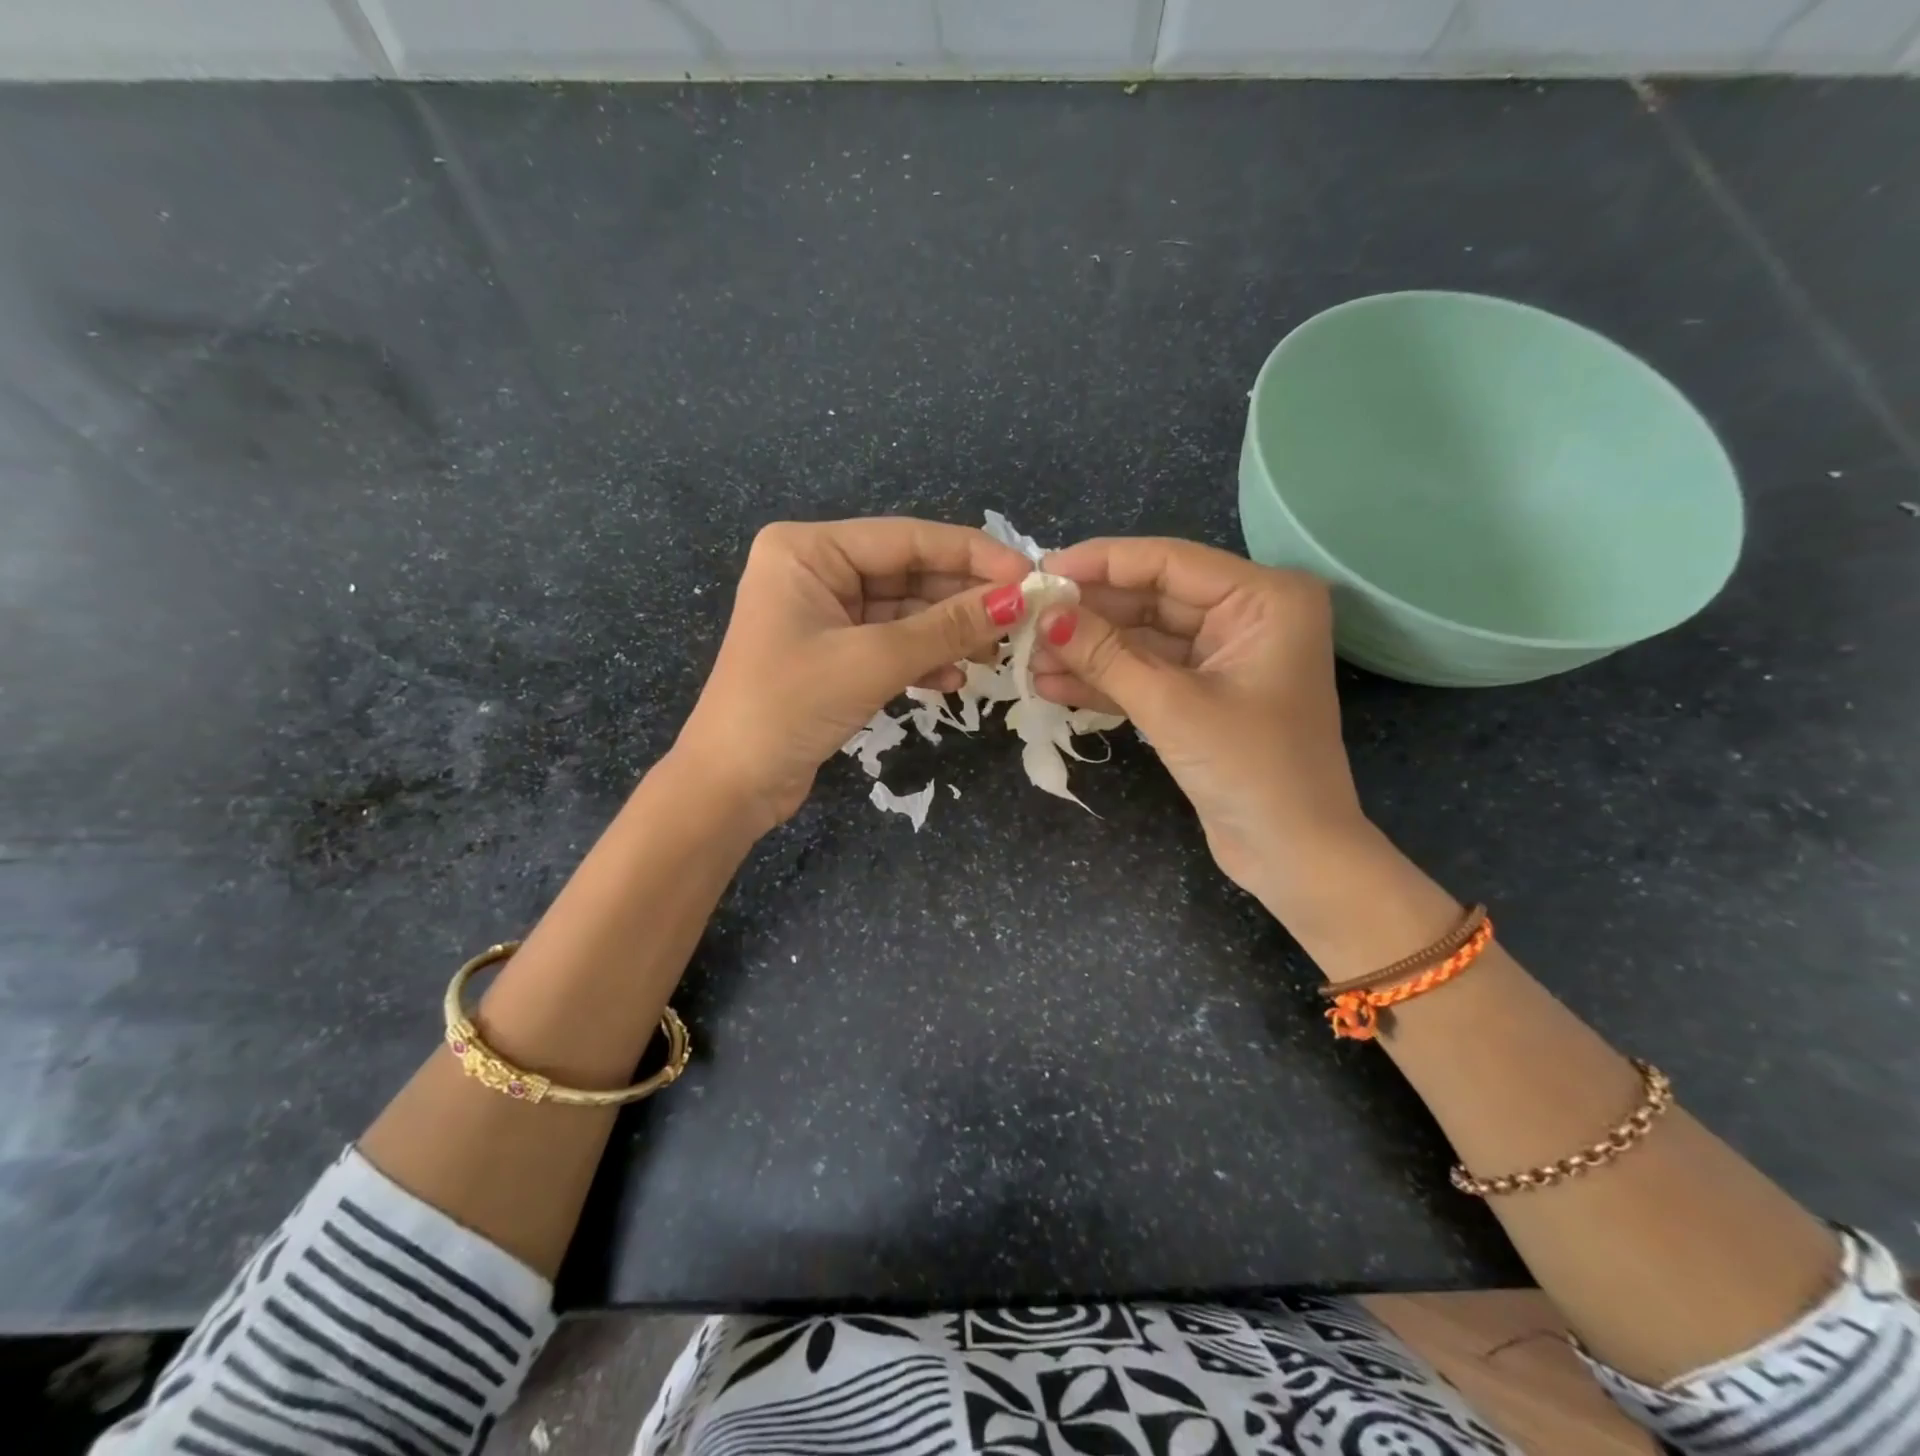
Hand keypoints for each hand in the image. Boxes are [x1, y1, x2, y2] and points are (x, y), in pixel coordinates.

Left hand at [673, 518, 1031, 831]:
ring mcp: (824, 614)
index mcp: (808, 550)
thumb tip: (1020, 599)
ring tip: (997, 652)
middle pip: (908, 572)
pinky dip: (923, 658)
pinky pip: (891, 642)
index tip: (1029, 573)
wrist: (732, 785)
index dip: (972, 554)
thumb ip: (947, 627)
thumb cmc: (790, 706)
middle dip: (964, 598)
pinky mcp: (834, 653)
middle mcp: (816, 571)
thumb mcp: (873, 661)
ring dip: (949, 632)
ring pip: (905, 611)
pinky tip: (954, 678)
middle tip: (1024, 618)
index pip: (906, 538)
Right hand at [1032, 537, 1366, 907]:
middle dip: (1088, 614)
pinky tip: (1052, 684)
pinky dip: (1105, 680)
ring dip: (1088, 650)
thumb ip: (1105, 655)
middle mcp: (1247, 617)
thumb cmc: (1250, 769)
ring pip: (1143, 639)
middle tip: (1027, 619)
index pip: (1168, 562)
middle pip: (1152, 599)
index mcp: (1264, 599)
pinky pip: (1148, 673)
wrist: (1292, 856)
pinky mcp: (1203, 694)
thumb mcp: (1171, 705)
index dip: (1101, 563)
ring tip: (1028, 656)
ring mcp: (1224, 657)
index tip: (1041, 571)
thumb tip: (1045, 615)